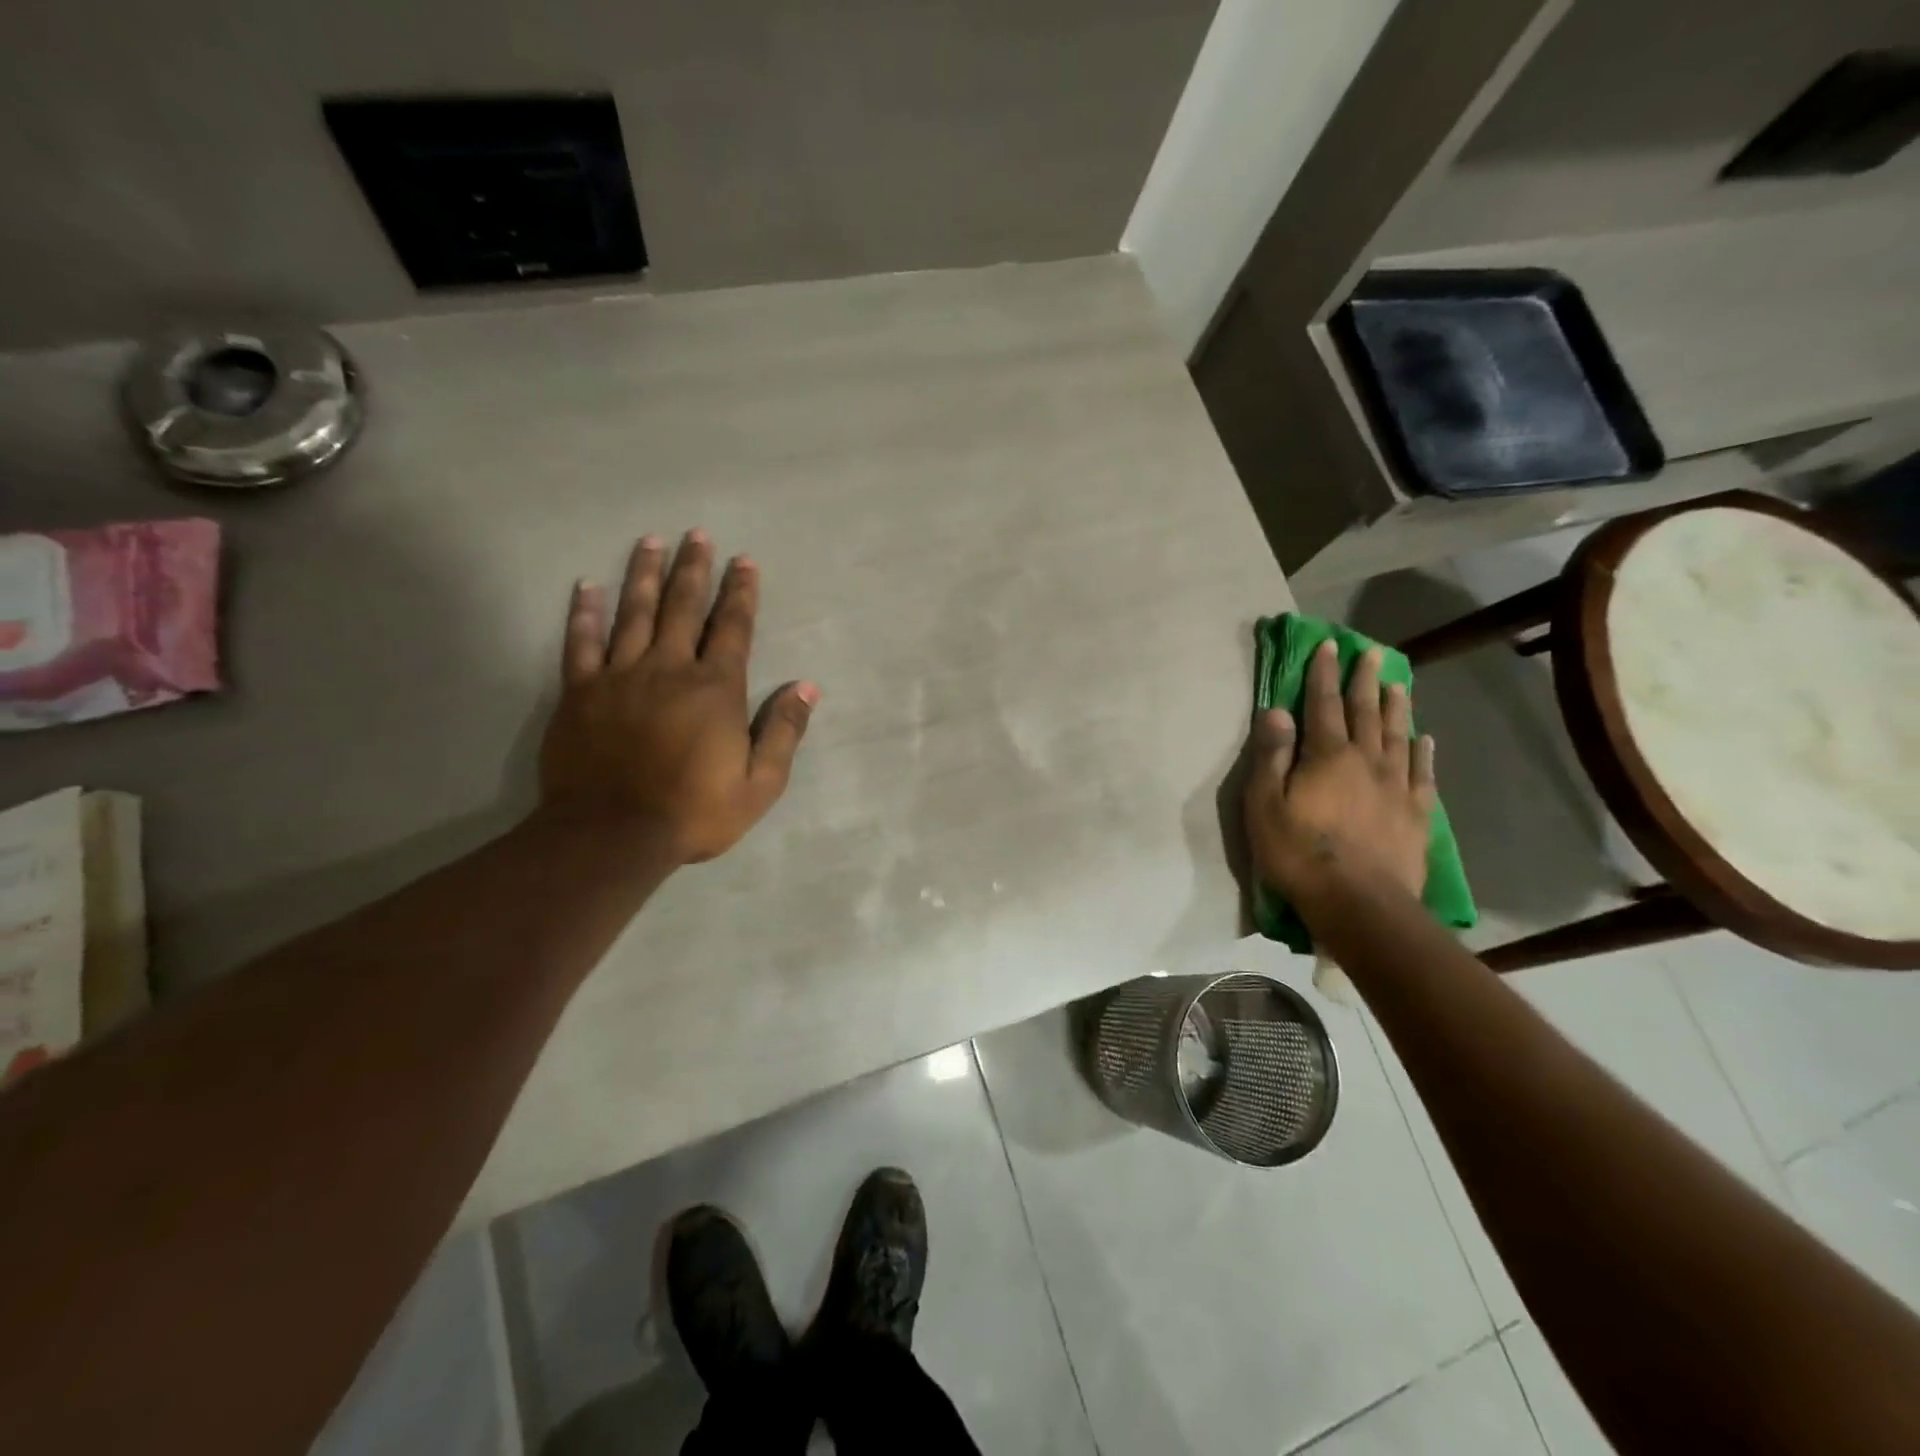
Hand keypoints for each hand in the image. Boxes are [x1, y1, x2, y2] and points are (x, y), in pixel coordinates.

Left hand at [539, 531, 818, 863]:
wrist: (613, 835)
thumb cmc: (695, 811)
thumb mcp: (760, 783)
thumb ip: (783, 731)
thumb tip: (806, 687)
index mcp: (716, 689)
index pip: (733, 628)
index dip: (741, 593)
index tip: (744, 561)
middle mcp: (670, 669)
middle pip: (684, 608)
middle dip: (694, 569)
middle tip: (698, 534)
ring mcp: (621, 677)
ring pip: (634, 613)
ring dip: (645, 575)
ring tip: (651, 542)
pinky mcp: (581, 693)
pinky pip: (581, 644)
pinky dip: (583, 613)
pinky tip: (586, 587)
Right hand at [1244, 640, 1435, 903]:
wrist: (1359, 903)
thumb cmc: (1299, 853)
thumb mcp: (1265, 805)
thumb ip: (1271, 756)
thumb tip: (1276, 711)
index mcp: (1327, 756)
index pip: (1323, 704)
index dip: (1324, 674)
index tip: (1328, 646)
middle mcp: (1366, 761)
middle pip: (1366, 713)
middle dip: (1365, 681)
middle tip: (1371, 654)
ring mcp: (1396, 786)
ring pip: (1397, 736)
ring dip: (1396, 707)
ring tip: (1399, 684)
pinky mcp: (1415, 814)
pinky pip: (1422, 773)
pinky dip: (1423, 752)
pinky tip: (1425, 739)